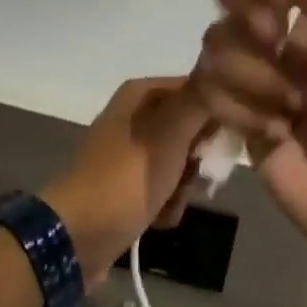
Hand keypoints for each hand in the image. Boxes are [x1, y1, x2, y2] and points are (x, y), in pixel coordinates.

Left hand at [42, 77, 210, 281]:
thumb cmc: (127, 177)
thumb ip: (199, 101)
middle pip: (191, 129)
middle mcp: (135, 117)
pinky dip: (166, 203)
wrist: (79, 236)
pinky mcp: (127, 185)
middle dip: (199, 158)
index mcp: (141, 95)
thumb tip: (219, 71)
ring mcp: (130, 153)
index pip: (197, 90)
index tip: (226, 140)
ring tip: (172, 201)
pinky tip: (159, 218)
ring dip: (185, 186)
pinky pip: (164, 187)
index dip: (216, 113)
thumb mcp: (170, 132)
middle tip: (199, 175)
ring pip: (181, 162)